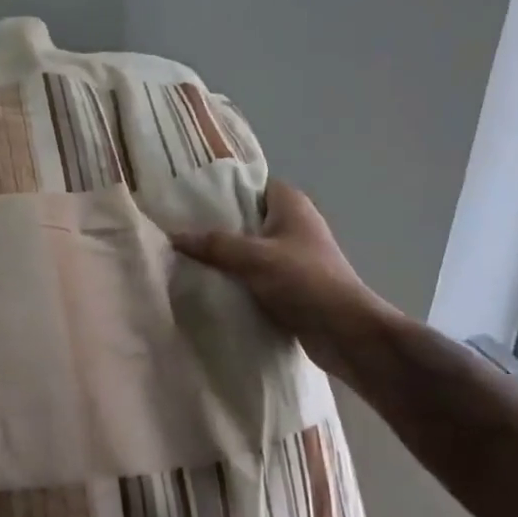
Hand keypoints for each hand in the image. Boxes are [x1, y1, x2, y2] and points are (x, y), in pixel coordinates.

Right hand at [170, 179, 391, 376]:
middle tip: (176, 230)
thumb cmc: (305, 281)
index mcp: (290, 205)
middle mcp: (292, 225)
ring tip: (183, 258)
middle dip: (214, 226)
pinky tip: (206, 284)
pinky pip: (253, 274)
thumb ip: (215, 245)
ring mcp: (291, 256)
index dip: (221, 190)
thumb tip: (174, 237)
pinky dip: (234, 279)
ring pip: (247, 249)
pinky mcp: (288, 284)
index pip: (250, 185)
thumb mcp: (255, 257)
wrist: (343, 331)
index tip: (187, 198)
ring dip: (222, 257)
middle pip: (245, 218)